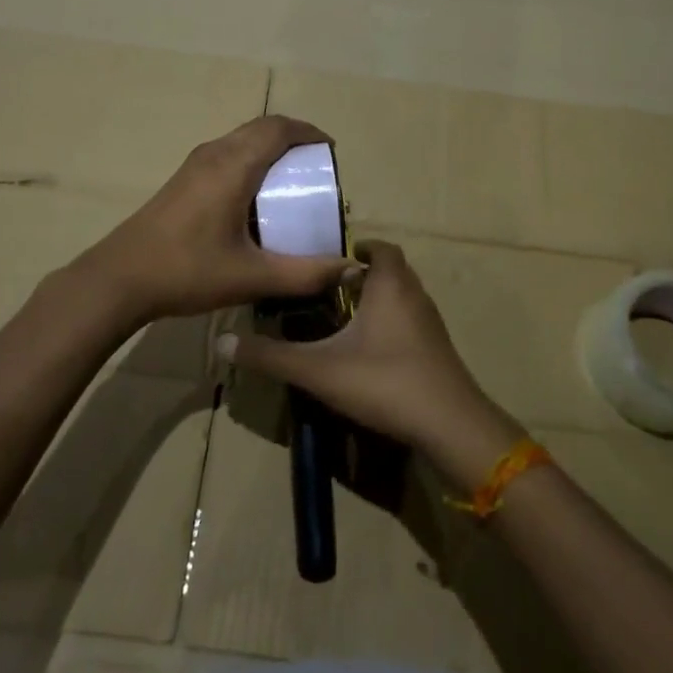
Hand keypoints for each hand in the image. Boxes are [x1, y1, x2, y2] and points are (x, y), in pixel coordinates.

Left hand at [75, 116, 354, 325]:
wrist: (119, 279)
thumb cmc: (187, 272)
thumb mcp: (252, 277)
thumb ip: (305, 274)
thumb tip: (349, 268)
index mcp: (233, 166)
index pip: (278, 129)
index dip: (309, 133)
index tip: (331, 152)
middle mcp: (214, 154)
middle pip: (261, 128)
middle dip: (294, 139)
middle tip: (317, 169)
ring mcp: (194, 165)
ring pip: (241, 140)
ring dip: (270, 150)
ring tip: (292, 183)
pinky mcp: (183, 180)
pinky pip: (227, 155)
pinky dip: (251, 161)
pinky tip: (256, 201)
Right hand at [216, 240, 520, 477]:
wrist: (450, 425)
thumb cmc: (384, 382)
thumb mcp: (319, 370)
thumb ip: (271, 356)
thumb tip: (222, 343)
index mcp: (389, 286)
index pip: (382, 248)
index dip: (362, 248)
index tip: (335, 258)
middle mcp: (415, 296)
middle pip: (394, 271)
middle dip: (366, 275)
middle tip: (332, 288)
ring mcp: (431, 324)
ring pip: (404, 298)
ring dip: (381, 299)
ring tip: (346, 317)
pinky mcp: (438, 350)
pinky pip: (413, 322)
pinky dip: (393, 323)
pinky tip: (371, 350)